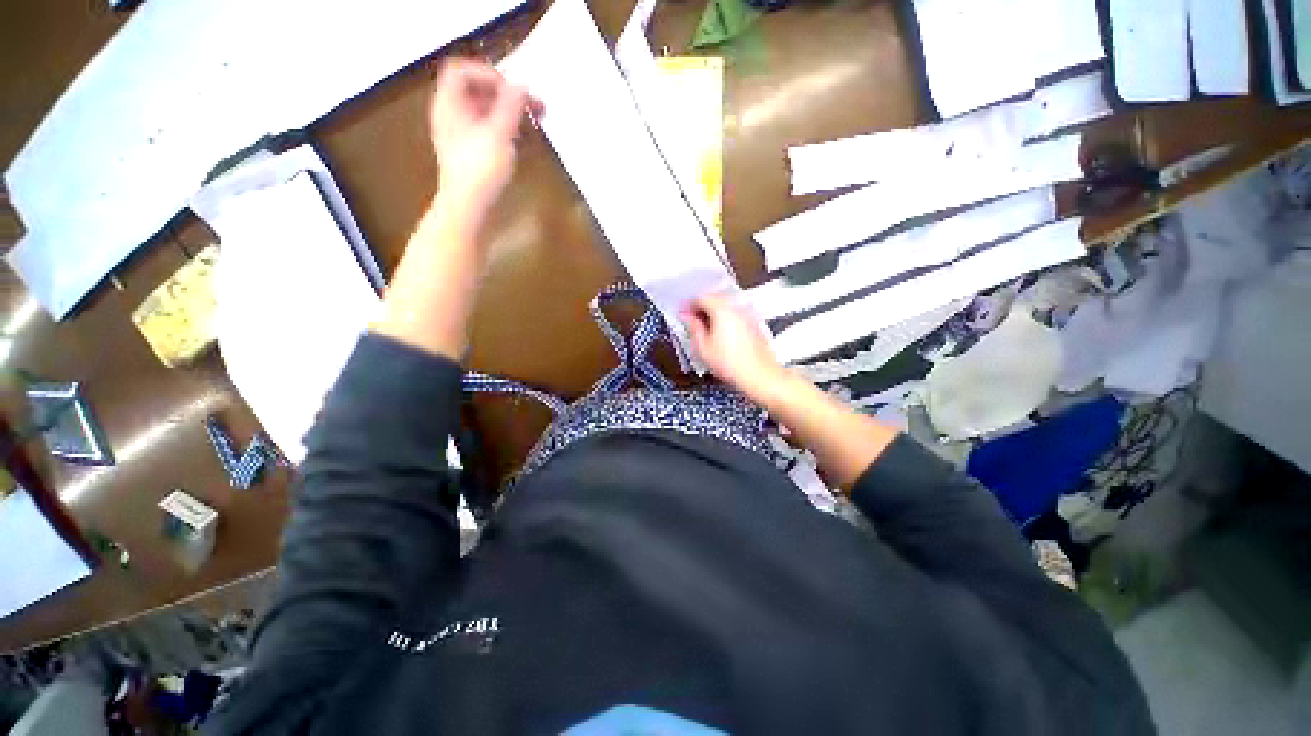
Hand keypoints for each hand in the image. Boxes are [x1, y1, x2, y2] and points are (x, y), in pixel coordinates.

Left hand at [429, 59, 539, 226]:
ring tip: (534, 123)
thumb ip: (511, 107)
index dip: (488, 74)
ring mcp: (461, 137)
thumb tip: (522, 86)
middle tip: (535, 107)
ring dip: (510, 114)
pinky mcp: (471, 156)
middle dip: (507, 96)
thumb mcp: (499, 134)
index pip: (461, 72)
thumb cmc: (480, 170)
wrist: (468, 208)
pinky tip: (524, 142)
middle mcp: (452, 116)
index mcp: (450, 105)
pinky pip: (488, 133)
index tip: (514, 91)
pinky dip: (507, 131)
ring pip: (485, 114)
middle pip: (477, 92)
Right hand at [682, 294, 786, 400]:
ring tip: (704, 328)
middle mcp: (736, 307)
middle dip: (701, 308)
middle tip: (690, 320)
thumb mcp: (702, 347)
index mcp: (721, 309)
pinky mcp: (754, 324)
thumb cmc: (730, 364)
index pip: (701, 298)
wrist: (759, 376)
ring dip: (713, 314)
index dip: (688, 305)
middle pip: (715, 299)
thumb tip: (687, 317)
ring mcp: (747, 315)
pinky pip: (735, 315)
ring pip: (726, 307)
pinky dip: (725, 320)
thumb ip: (693, 327)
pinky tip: (720, 334)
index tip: (681, 313)